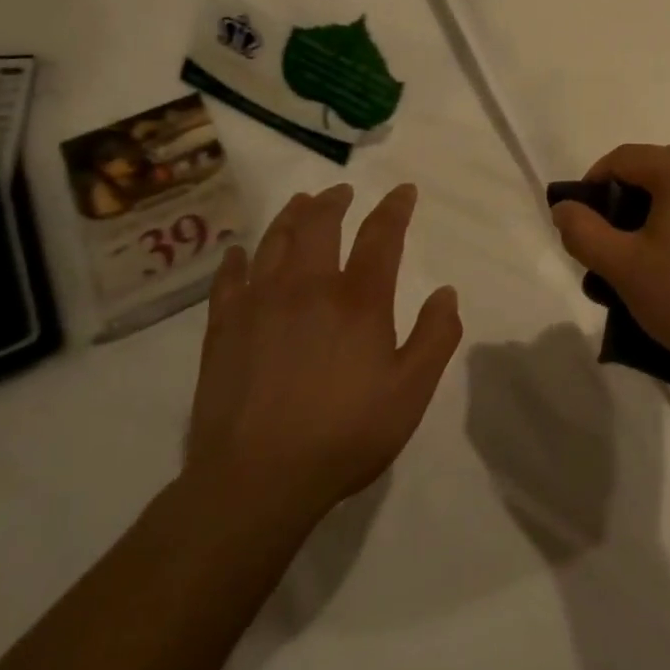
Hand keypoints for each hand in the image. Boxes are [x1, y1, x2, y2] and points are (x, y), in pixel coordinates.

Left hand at [185, 183, 462, 522]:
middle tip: (342, 192)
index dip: (395, 208)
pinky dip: (237, 259)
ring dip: (291, 216)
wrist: (256, 479)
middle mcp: (307, 287)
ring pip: (274, 241)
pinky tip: (239, 253)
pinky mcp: (224, 328)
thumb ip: (436, 337)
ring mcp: (259, 304)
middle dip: (334, 201)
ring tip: (301, 204)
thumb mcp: (411, 391)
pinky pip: (229, 279)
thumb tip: (446, 293)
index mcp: (358, 300)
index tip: (404, 191)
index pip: (380, 236)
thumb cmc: (345, 434)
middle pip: (319, 225)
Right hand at [549, 144, 669, 383]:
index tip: (584, 220)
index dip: (595, 182)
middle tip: (617, 240)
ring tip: (657, 252)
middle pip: (661, 166)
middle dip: (630, 196)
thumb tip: (565, 207)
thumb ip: (582, 231)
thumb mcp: (622, 268)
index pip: (625, 158)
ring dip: (666, 207)